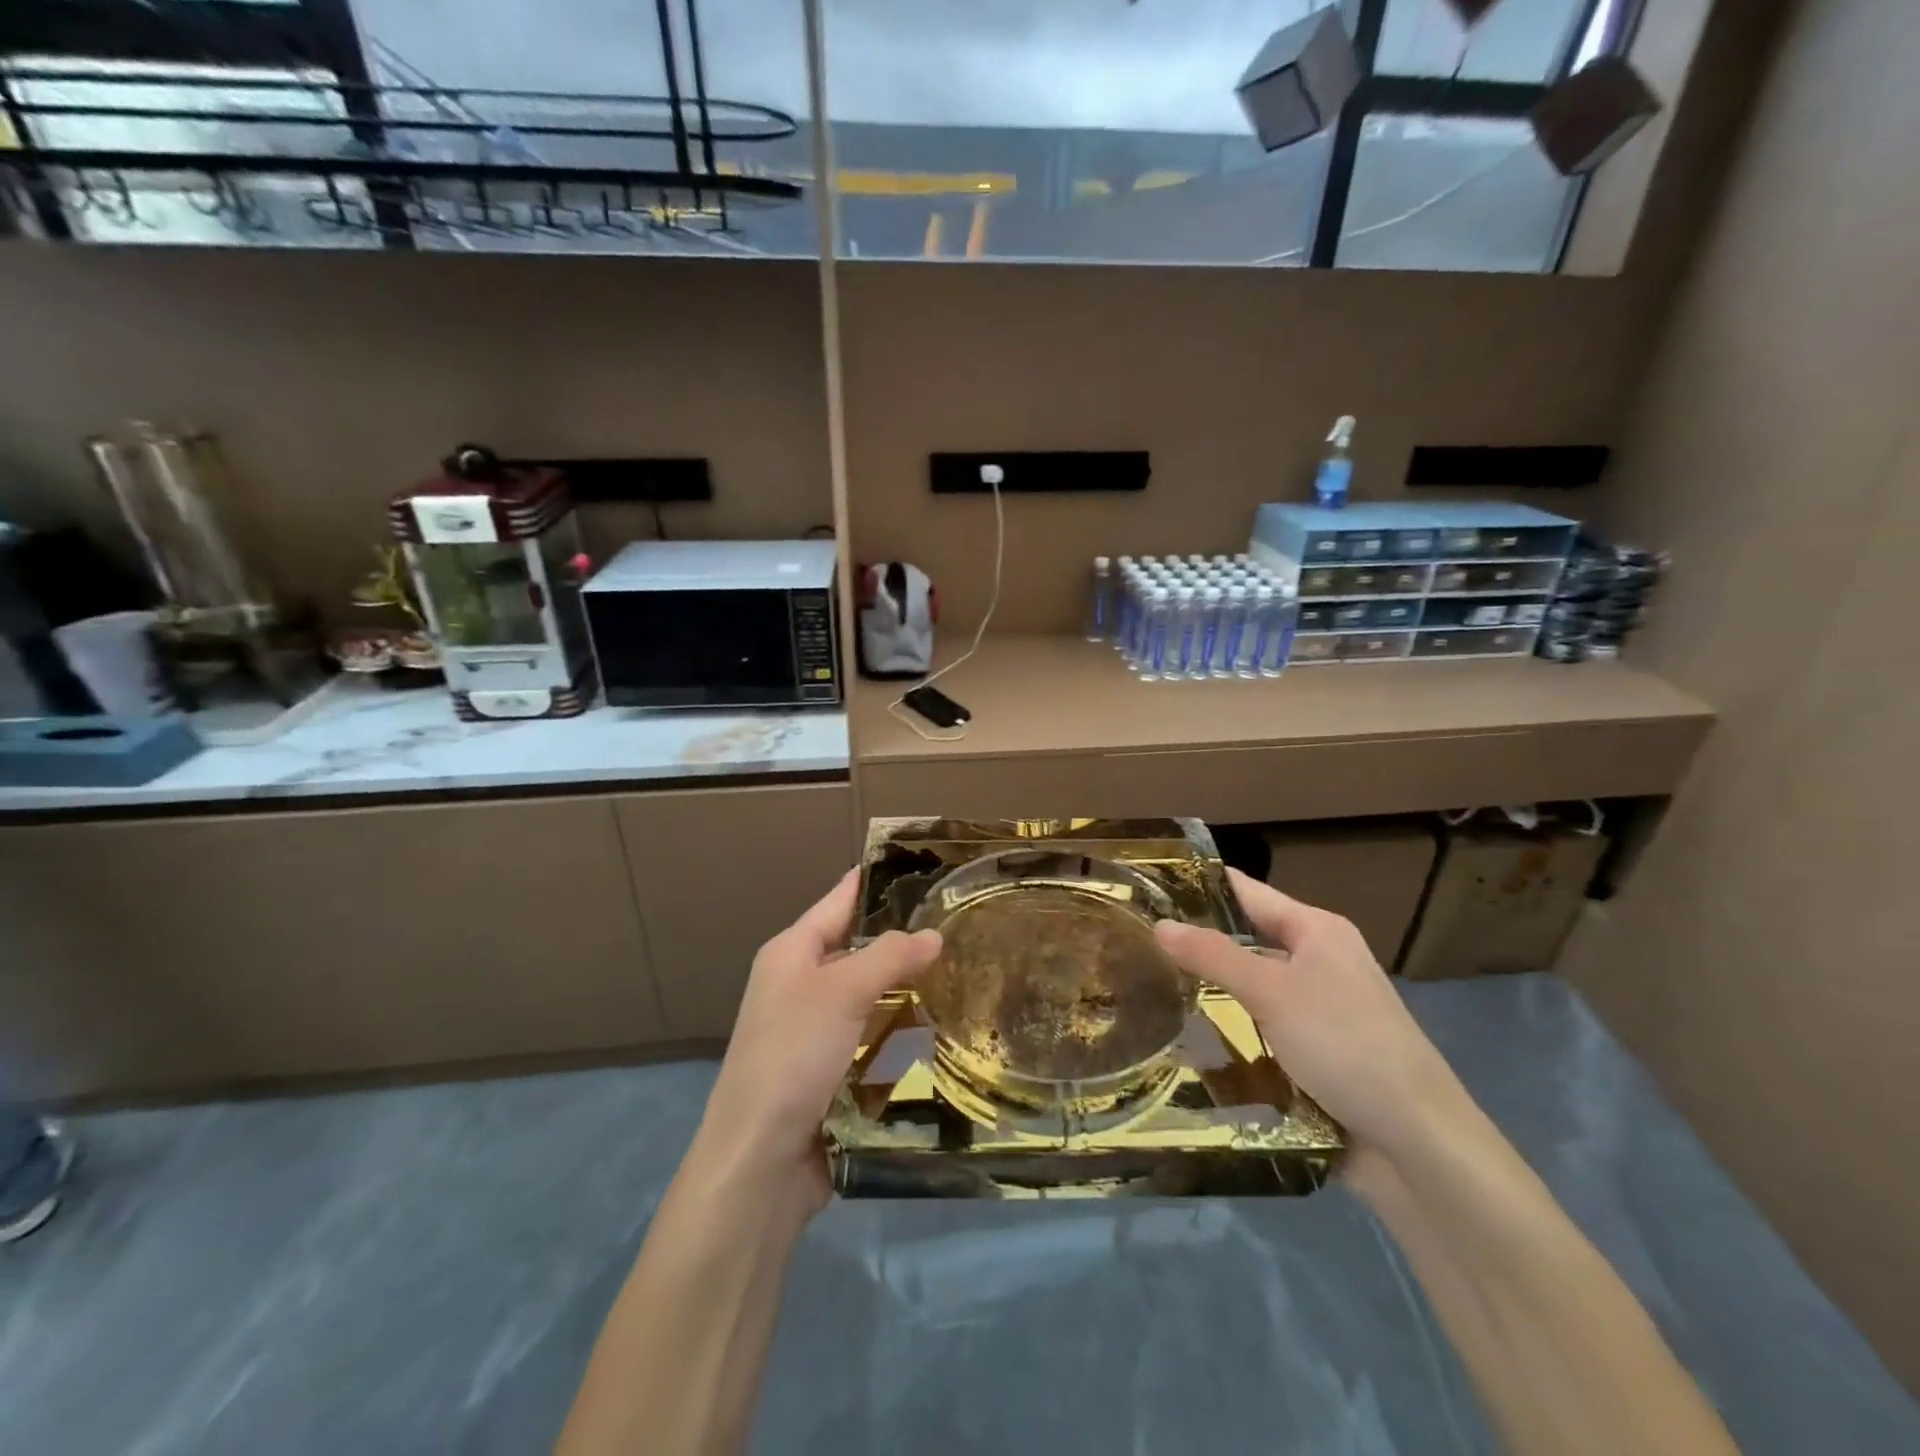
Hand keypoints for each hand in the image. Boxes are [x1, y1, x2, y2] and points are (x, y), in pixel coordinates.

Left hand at [696, 869, 941, 1209]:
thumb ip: (890, 956)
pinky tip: (943, 1030)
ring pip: (872, 997)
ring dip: (908, 991)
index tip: (922, 865)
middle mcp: (800, 986)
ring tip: (967, 972)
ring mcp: (815, 1033)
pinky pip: (875, 1040)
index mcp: (791, 954)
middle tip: (962, 924)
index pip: (839, 902)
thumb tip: (934, 933)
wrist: (758, 1164)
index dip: (875, 882)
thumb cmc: (792, 1056)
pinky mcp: (832, 1073)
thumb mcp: (841, 992)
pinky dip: (903, 1034)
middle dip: (904, 941)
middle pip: (859, 950)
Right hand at [1153, 868, 1465, 1160]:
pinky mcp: (1314, 1054)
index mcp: (1317, 930)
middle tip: (1134, 942)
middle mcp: (1319, 961)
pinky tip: (1185, 1037)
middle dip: (1196, 944)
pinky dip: (1229, 1031)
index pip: (1246, 892)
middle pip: (1247, 940)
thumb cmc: (1345, 1045)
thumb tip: (1159, 925)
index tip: (1146, 888)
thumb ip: (1212, 955)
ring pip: (1250, 989)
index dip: (1199, 886)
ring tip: (1145, 986)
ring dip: (1210, 992)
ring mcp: (1318, 1010)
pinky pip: (1260, 1029)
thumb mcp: (1272, 992)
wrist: (1417, 1144)